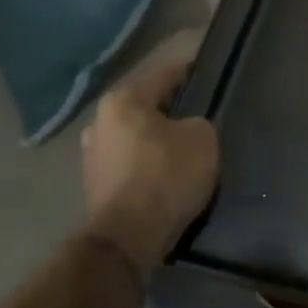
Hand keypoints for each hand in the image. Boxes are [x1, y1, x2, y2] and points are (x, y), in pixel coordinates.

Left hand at [79, 31, 219, 280]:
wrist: (129, 238)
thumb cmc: (166, 175)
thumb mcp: (202, 137)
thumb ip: (198, 121)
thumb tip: (188, 127)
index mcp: (123, 100)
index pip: (167, 73)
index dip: (194, 70)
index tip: (214, 69)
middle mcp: (100, 121)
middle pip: (149, 105)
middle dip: (176, 108)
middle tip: (205, 113)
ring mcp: (93, 154)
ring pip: (139, 135)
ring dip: (161, 138)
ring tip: (190, 145)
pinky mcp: (97, 184)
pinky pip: (133, 161)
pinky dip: (151, 162)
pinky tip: (171, 171)